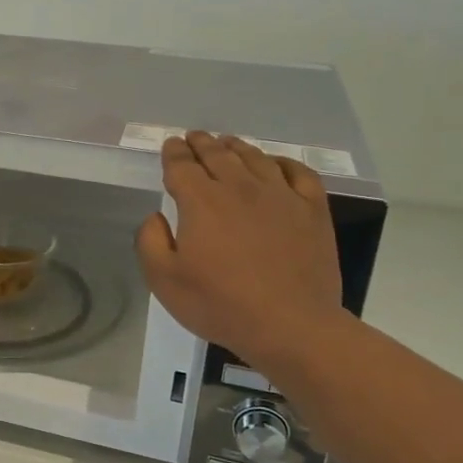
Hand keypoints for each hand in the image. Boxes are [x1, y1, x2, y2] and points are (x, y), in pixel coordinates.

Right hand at [136, 132, 346, 378]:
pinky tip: (275, 164)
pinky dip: (283, 162)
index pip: (182, 165)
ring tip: (228, 144)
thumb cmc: (220, 305)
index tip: (170, 145)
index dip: (174, 153)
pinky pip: (298, 172)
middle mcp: (240, 187)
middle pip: (217, 155)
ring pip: (255, 158)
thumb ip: (150, 241)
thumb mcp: (164, 281)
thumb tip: (156, 217)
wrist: (291, 325)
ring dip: (237, 147)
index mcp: (201, 201)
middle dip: (202, 143)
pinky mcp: (312, 210)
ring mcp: (281, 195)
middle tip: (194, 137)